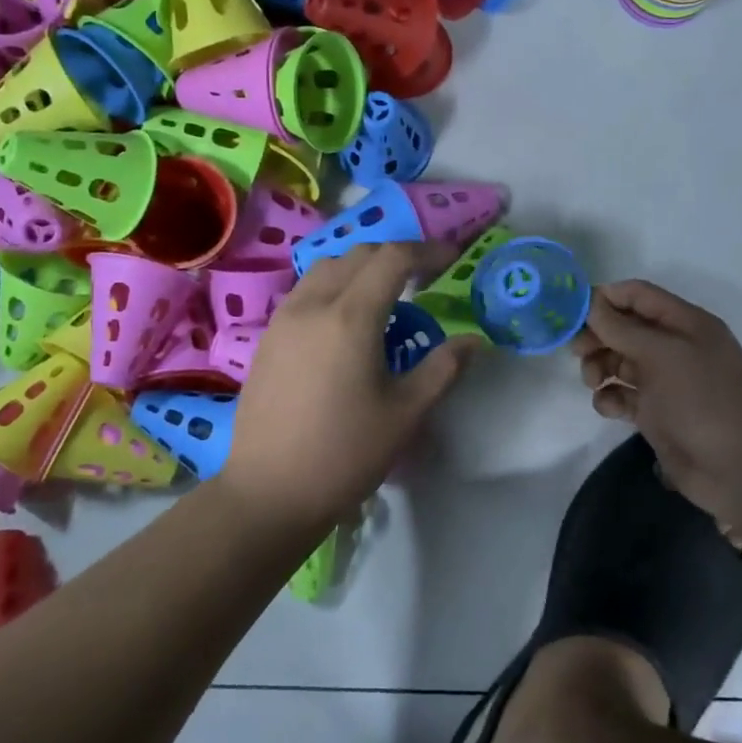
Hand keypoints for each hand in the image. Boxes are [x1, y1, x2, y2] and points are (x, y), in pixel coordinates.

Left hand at [225, 241, 479, 523]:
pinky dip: (333, 286)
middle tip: (423, 276)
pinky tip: (345, 322)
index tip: (451, 259)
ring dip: (360, 267)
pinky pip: (305, 291)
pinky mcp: (268, 337)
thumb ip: (443, 368)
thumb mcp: (406, 414)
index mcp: (350, 317)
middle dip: (395, 255)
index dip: (427, 251)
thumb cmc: (345, 454)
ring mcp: (284, 319)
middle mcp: (313, 304)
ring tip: (384, 296)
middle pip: (358, 254)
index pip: (392, 258)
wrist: (269, 491)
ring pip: (326, 268)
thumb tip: (473, 341)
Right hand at [572, 280, 741, 530]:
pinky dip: (611, 397)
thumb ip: (622, 328)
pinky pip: (624, 395)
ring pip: (620, 361)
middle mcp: (676, 347)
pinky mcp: (657, 413)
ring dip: (600, 367)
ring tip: (593, 383)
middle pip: (625, 328)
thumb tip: (591, 304)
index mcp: (686, 323)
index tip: (572, 312)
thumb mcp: (662, 355)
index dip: (605, 298)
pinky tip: (610, 408)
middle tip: (576, 352)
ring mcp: (666, 381)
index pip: (639, 295)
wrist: (739, 470)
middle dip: (598, 336)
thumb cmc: (703, 400)